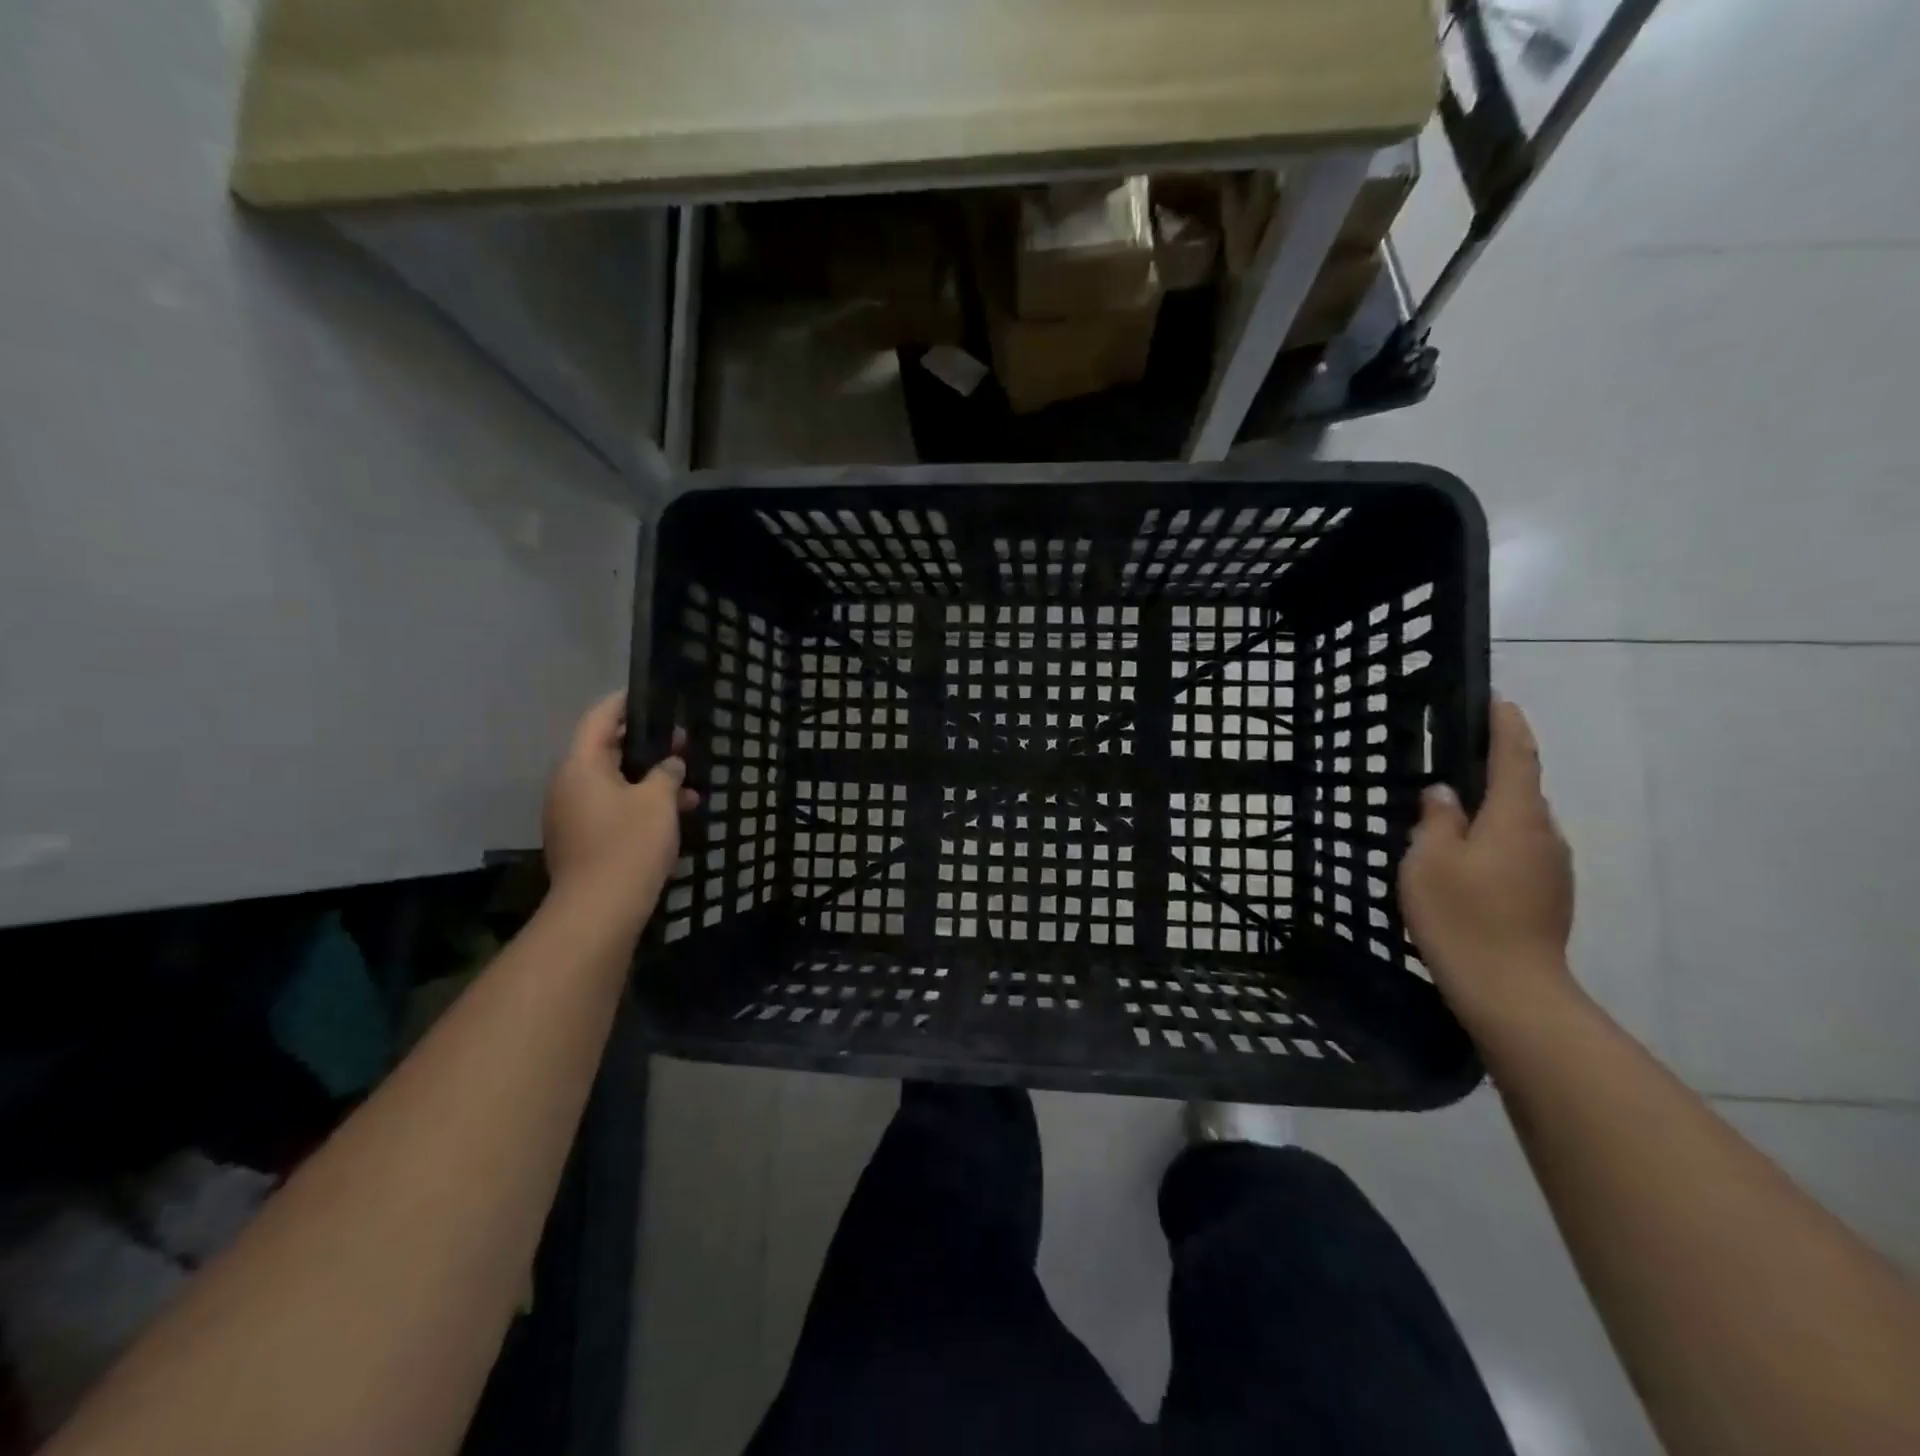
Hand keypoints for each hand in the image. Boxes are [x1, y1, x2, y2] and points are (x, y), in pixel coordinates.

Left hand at [542, 693, 698, 935]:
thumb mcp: (658, 800)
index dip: (626, 703)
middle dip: (647, 747)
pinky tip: (673, 816)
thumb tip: (670, 763)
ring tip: (689, 789)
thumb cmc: (629, 844)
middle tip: (682, 744)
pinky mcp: (582, 839)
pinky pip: (612, 808)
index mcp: (581, 765)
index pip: (600, 718)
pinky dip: (639, 805)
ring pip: (615, 784)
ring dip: (649, 781)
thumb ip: (666, 772)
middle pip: (607, 751)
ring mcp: (572, 814)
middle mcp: (569, 784)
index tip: (652, 695)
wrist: (599, 910)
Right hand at [1399, 697, 1574, 1020]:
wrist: (1511, 990)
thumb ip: (1436, 819)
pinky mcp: (1550, 896)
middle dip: (1493, 771)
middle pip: (1520, 790)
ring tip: (1451, 818)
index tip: (1498, 700)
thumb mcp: (1428, 861)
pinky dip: (1496, 842)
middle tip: (1452, 765)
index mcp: (1515, 817)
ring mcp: (1553, 868)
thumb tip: (1444, 793)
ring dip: (1492, 812)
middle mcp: (1544, 834)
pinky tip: (1466, 862)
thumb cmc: (1462, 915)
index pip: (1516, 757)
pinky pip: (1521, 851)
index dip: (1506, 726)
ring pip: (1520, 824)